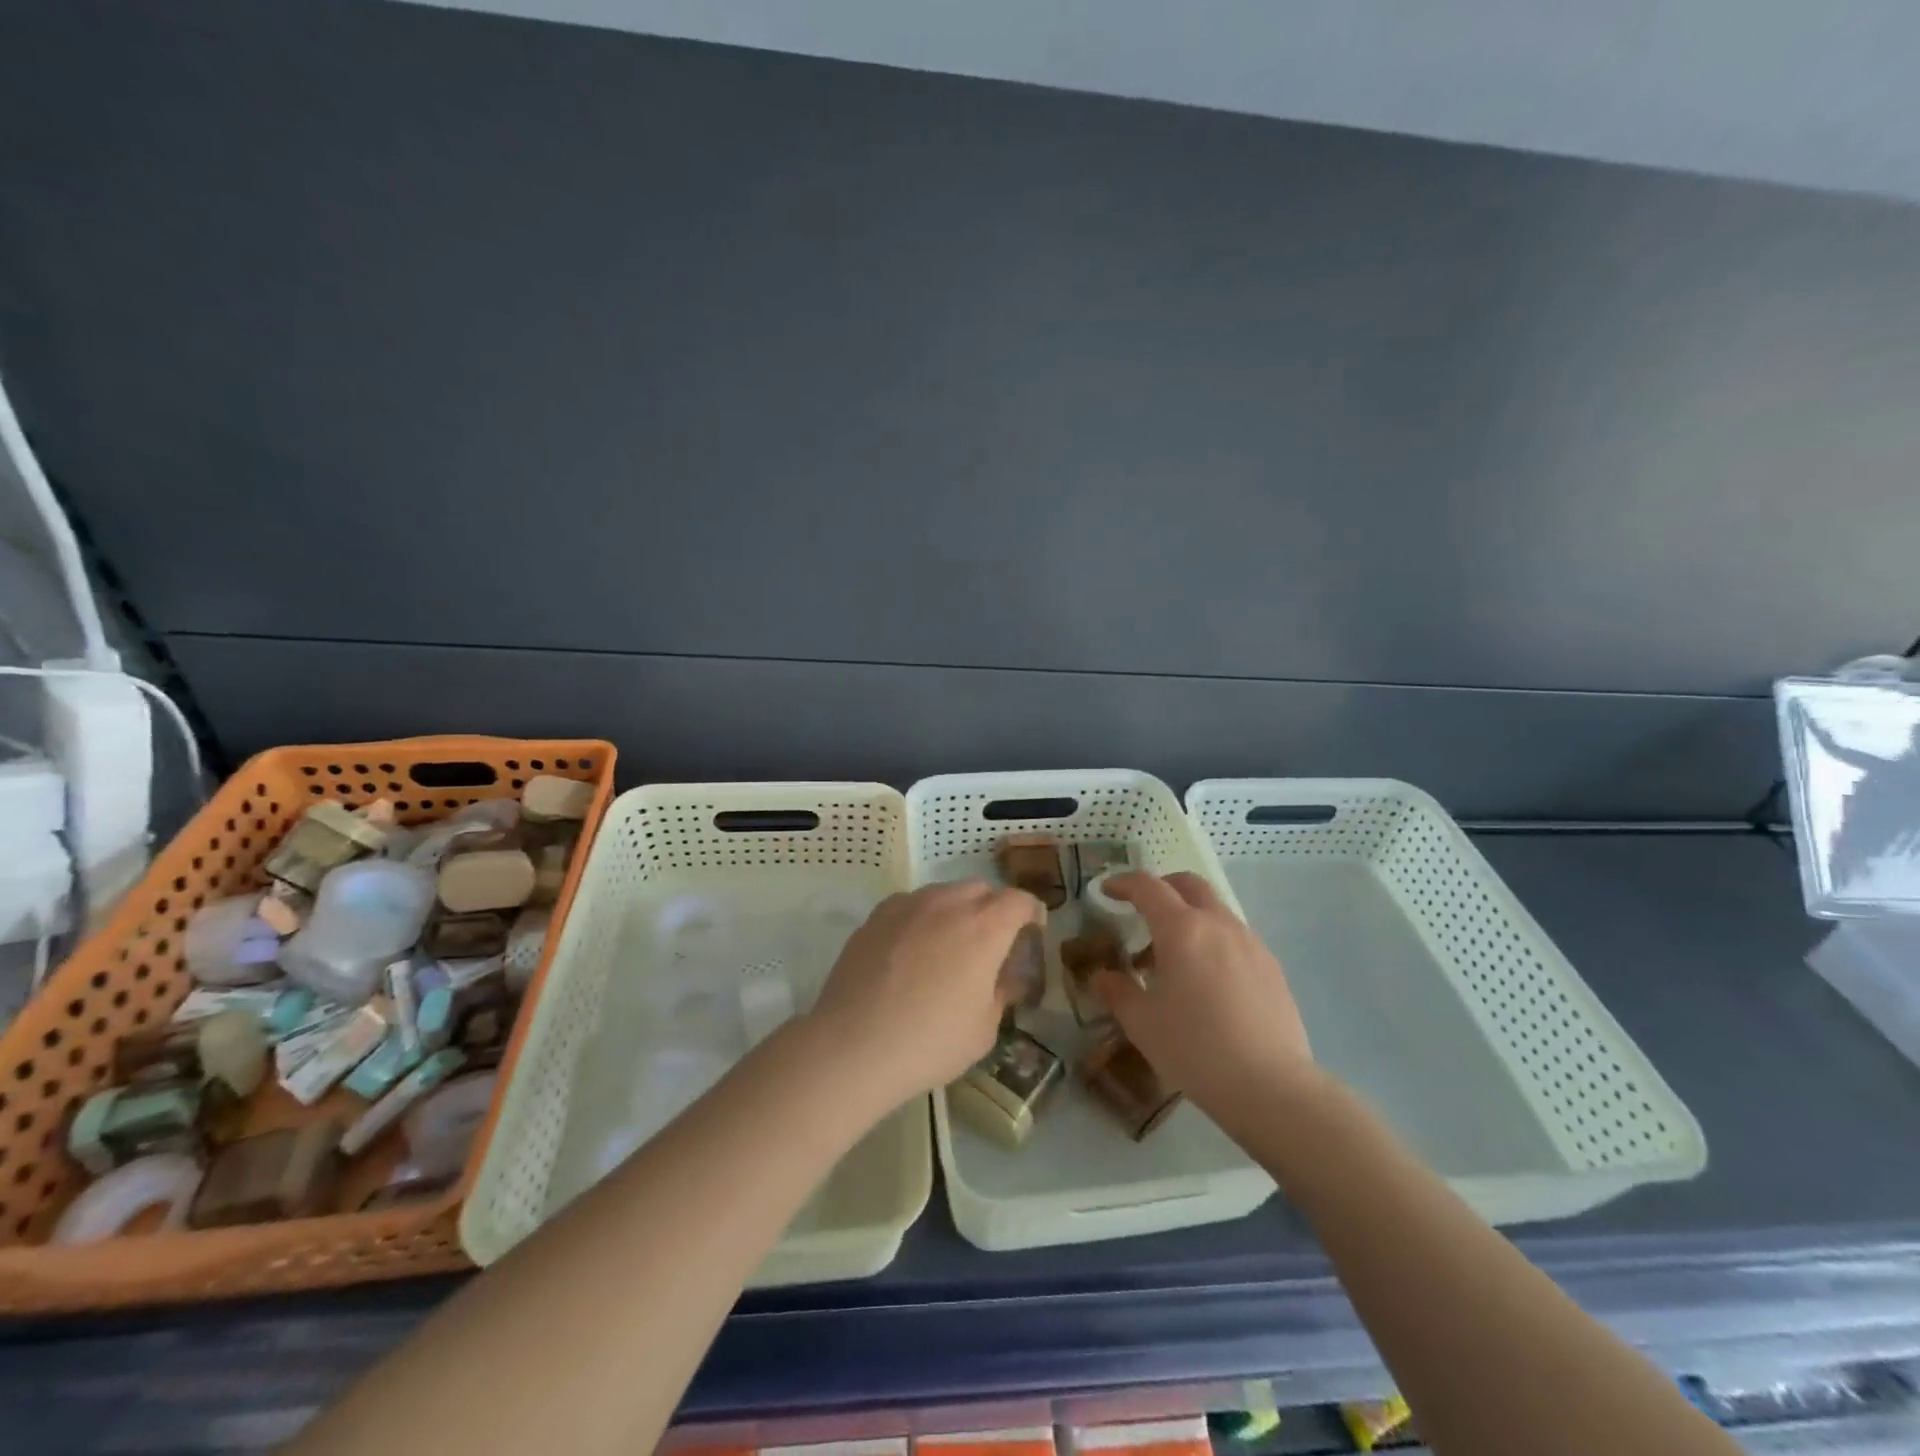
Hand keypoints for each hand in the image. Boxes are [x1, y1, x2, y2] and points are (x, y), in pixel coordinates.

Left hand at [810, 880, 1044, 1107]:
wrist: (853, 1045)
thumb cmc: (930, 1042)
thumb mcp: (983, 1029)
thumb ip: (1001, 994)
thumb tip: (1006, 979)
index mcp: (984, 928)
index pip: (1019, 901)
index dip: (1031, 913)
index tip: (1032, 932)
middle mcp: (948, 904)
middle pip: (981, 889)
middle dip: (993, 909)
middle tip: (989, 944)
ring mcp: (908, 905)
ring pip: (944, 893)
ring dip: (955, 911)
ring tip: (946, 948)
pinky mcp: (877, 915)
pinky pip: (911, 905)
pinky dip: (921, 919)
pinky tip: (910, 952)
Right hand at [1093, 872, 1318, 1124]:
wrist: (1271, 1087)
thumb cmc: (1195, 1049)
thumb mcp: (1142, 1023)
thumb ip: (1118, 991)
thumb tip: (1102, 976)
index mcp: (1182, 929)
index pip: (1148, 887)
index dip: (1123, 883)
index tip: (1107, 891)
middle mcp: (1218, 924)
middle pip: (1189, 884)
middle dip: (1162, 888)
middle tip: (1142, 910)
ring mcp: (1250, 943)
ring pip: (1215, 909)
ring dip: (1189, 917)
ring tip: (1173, 956)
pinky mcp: (1271, 966)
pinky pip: (1235, 936)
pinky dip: (1213, 940)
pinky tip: (1207, 980)